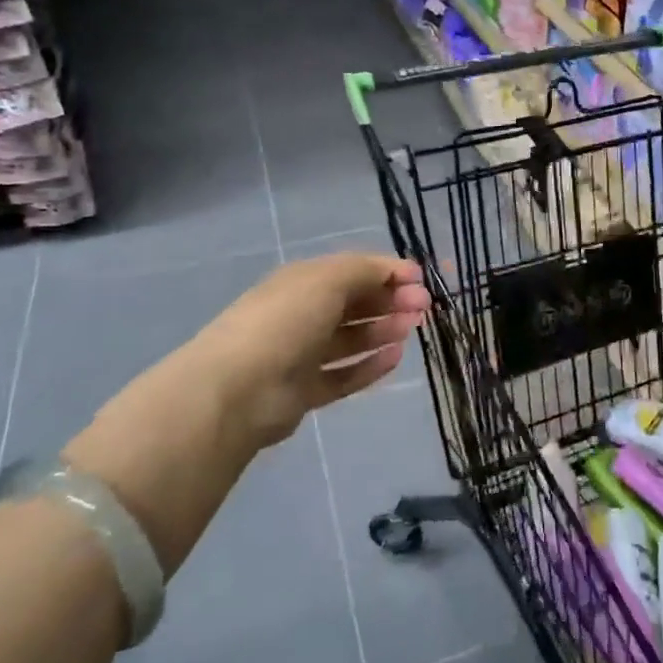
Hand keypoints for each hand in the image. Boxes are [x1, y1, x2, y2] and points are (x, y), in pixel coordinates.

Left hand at [191, 253, 430, 445]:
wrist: (239, 389)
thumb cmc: (286, 321)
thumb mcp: (328, 280)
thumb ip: (367, 271)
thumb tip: (398, 272)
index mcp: (303, 282)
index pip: (352, 271)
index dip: (388, 272)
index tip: (421, 280)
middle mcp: (302, 314)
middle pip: (354, 304)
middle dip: (390, 300)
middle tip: (423, 307)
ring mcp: (301, 354)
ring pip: (350, 339)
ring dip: (382, 330)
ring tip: (411, 329)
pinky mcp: (305, 392)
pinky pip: (344, 375)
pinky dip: (369, 366)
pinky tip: (395, 358)